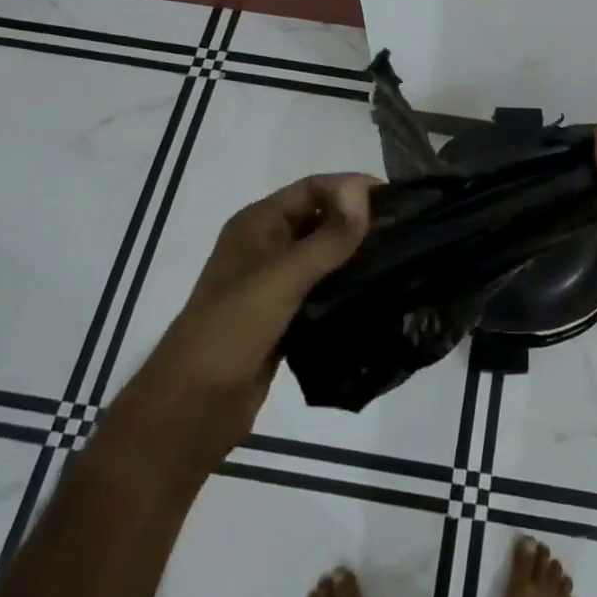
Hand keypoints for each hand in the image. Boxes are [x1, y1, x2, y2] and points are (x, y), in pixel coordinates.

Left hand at [142, 175, 374, 458]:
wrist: (191, 409)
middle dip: (358, 220)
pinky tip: (377, 293)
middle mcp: (266, 246)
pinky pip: (321, 290)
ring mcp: (273, 284)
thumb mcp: (283, 276)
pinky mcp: (283, 318)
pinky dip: (346, 287)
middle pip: (319, 218)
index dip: (352, 187)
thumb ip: (328, 236)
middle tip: (406, 230)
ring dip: (355, 254)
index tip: (397, 200)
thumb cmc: (232, 327)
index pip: (313, 188)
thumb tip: (365, 190)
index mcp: (258, 223)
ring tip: (400, 258)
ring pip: (323, 256)